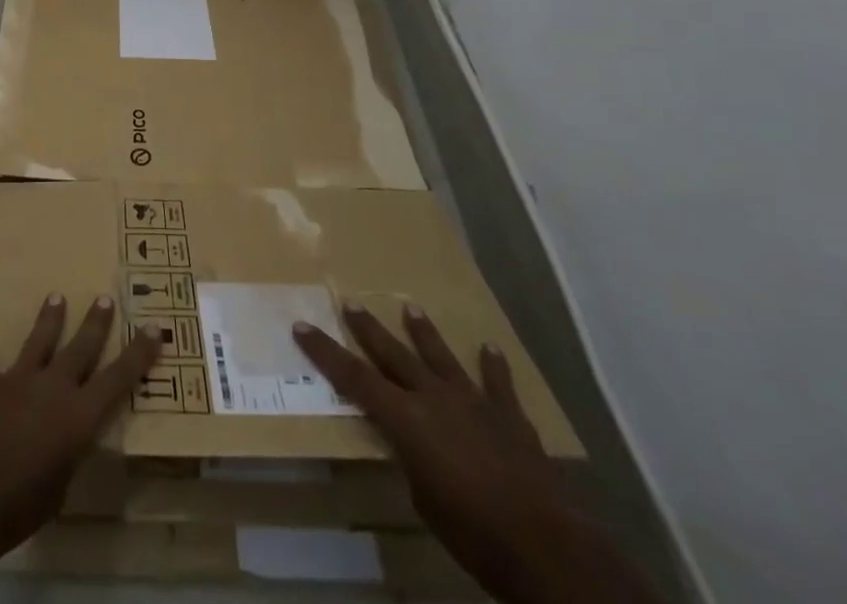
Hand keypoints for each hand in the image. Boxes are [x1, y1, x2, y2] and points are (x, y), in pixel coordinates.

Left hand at [0, 294, 161, 586]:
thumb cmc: (20, 507)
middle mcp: (53, 387)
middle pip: (81, 348)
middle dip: (95, 323)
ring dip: (48, 319)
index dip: (138, 354)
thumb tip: (65, 447)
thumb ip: (66, 458)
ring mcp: (18, 380)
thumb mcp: (59, 490)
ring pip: (39, 341)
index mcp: (79, 416)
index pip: (118, 379)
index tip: (155, 328)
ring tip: (56, 296)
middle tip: (105, 297)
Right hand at [294, 302, 660, 603]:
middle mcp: (434, 398)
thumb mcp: (424, 501)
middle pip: (393, 355)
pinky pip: (498, 384)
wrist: (544, 544)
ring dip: (424, 333)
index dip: (325, 352)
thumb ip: (411, 462)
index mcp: (405, 419)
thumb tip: (411, 449)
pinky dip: (493, 366)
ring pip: (441, 357)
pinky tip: (490, 348)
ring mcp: (473, 402)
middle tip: (350, 302)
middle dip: (368, 329)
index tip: (302, 326)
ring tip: (410, 307)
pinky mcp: (510, 417)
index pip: (353, 378)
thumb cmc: (472, 532)